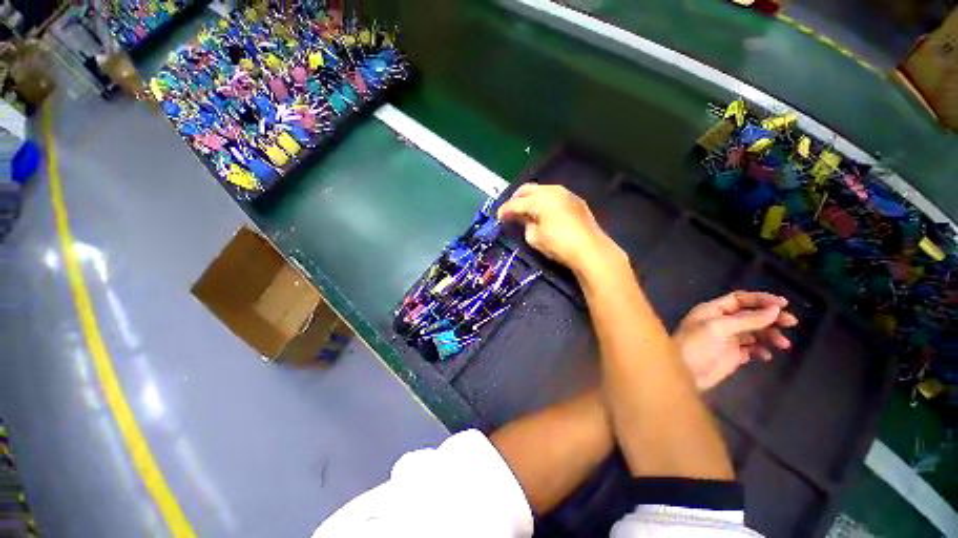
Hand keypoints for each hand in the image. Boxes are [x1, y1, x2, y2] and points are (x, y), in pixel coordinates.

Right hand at [497, 184, 625, 276]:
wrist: (590, 249)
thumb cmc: (559, 244)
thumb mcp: (535, 238)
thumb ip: (525, 225)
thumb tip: (525, 219)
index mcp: (539, 200)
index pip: (516, 203)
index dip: (505, 210)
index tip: (498, 216)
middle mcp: (552, 191)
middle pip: (528, 189)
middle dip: (516, 198)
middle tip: (511, 210)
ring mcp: (565, 193)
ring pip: (542, 189)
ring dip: (531, 198)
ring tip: (526, 210)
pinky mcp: (575, 200)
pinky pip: (554, 195)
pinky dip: (544, 200)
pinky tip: (543, 211)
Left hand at [674, 291, 798, 390]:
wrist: (685, 374)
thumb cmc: (695, 346)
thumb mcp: (718, 329)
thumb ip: (746, 320)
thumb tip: (774, 310)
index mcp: (712, 311)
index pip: (739, 299)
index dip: (761, 300)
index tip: (784, 304)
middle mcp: (720, 322)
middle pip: (750, 315)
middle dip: (771, 318)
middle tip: (791, 323)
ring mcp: (727, 339)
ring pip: (754, 332)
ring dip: (770, 335)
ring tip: (782, 345)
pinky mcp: (732, 355)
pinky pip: (752, 348)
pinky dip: (762, 350)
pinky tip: (766, 356)